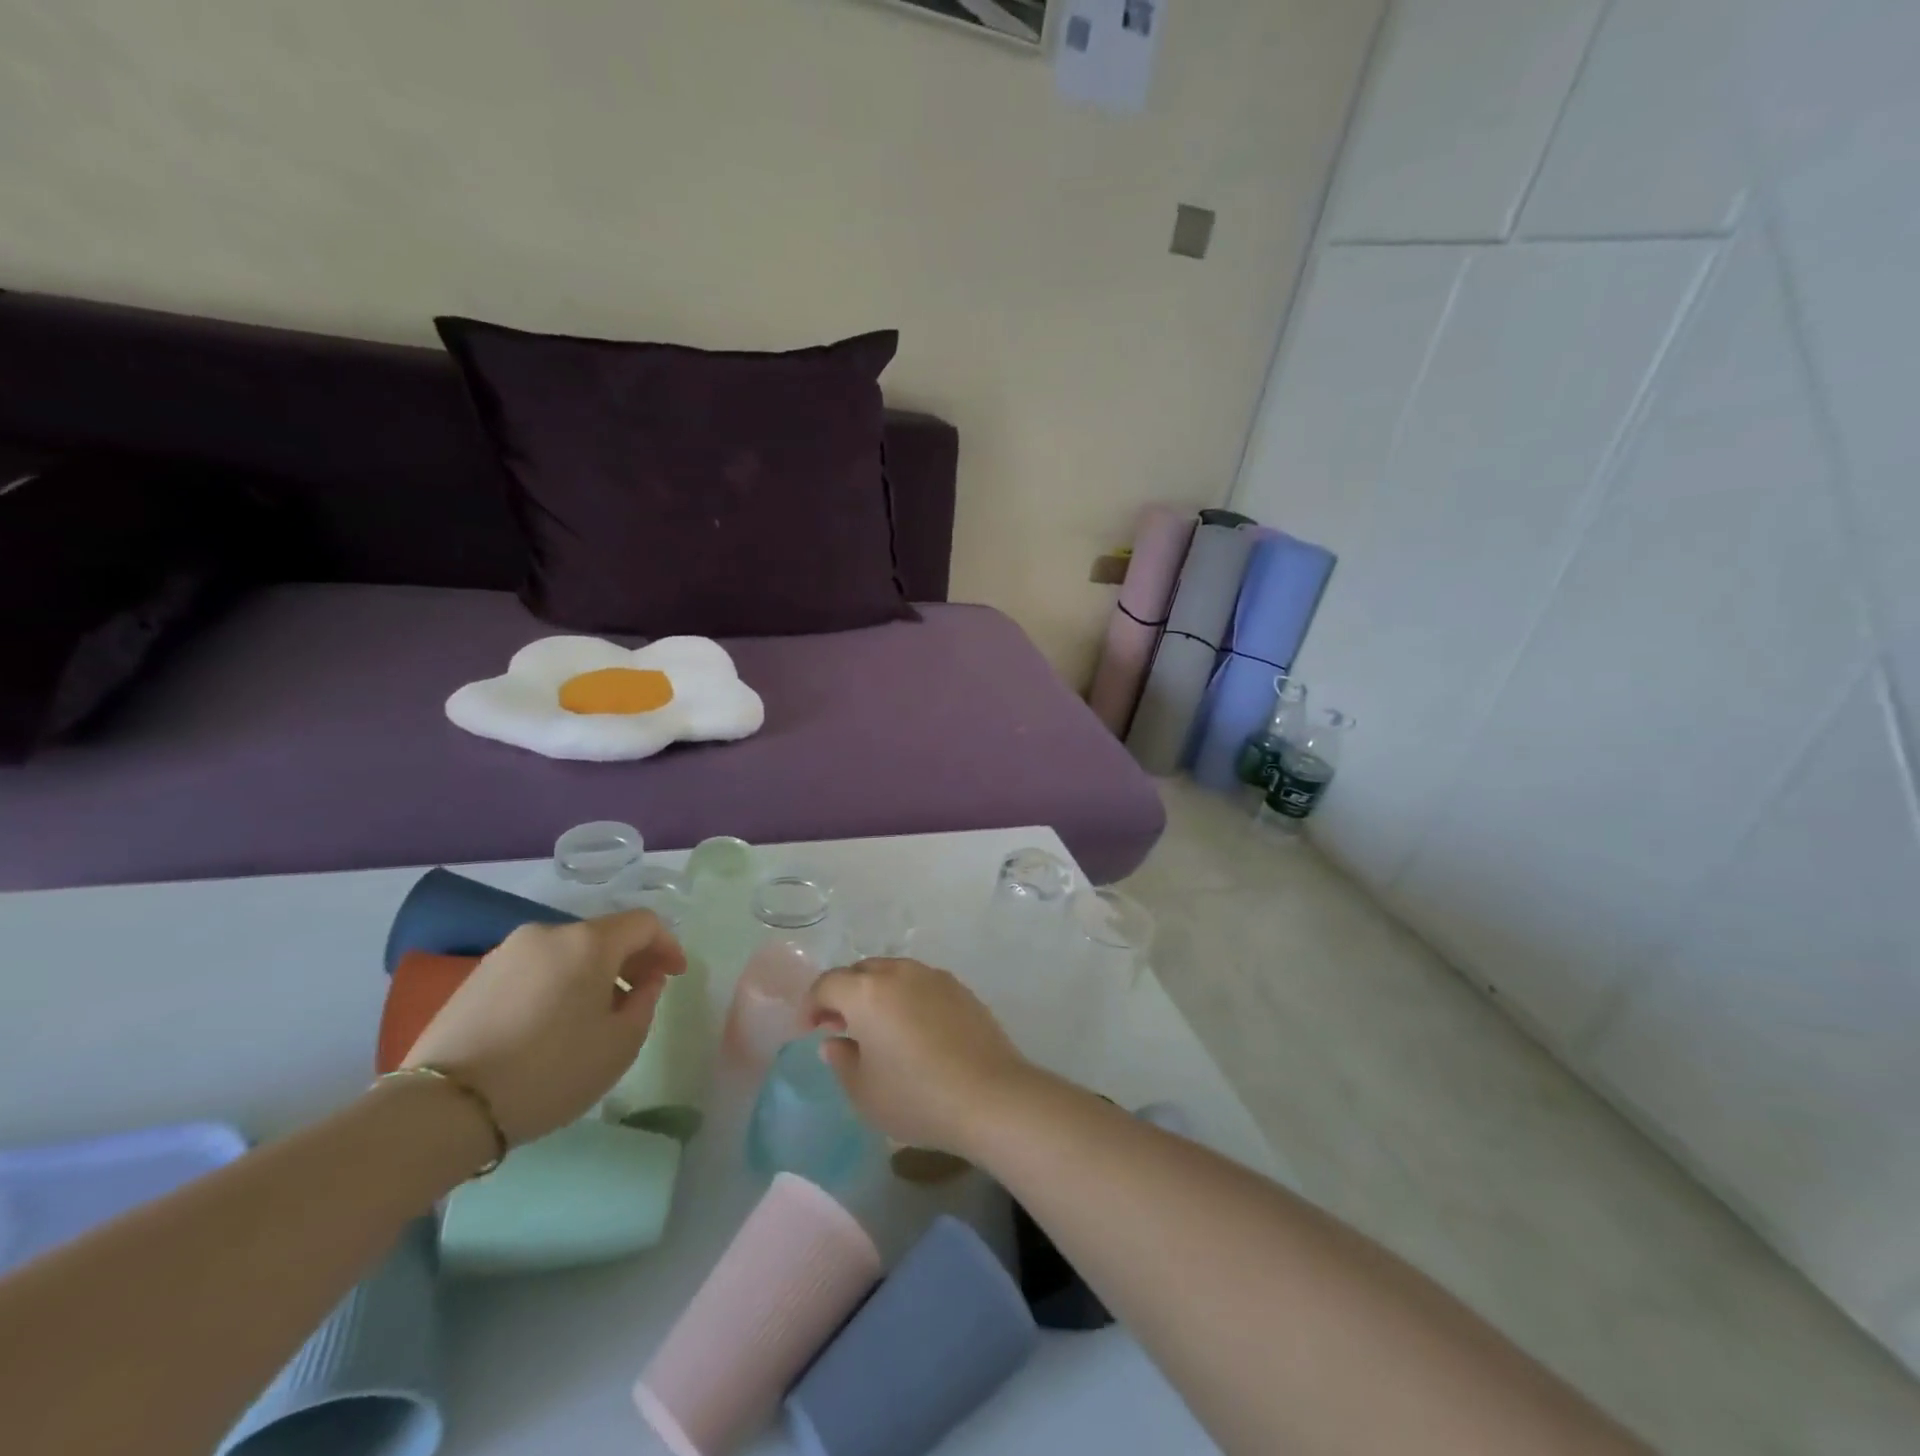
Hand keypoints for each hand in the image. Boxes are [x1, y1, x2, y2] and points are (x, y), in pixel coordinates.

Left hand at [403, 911, 684, 1145]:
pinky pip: (536, 968)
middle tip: (641, 994)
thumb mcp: (620, 1044)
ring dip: (593, 972)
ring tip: (596, 1013)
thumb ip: (645, 1002)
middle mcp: (548, 933)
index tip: (675, 976)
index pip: (644, 923)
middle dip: (630, 960)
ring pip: (568, 951)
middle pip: (604, 934)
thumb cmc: (550, 1072)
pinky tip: (554, 1021)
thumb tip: (644, 981)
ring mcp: (507, 952)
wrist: (443, 1108)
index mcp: (588, 942)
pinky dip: (558, 982)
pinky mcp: (477, 976)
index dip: (667, 945)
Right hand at [805, 958, 1036, 1153]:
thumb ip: (841, 1061)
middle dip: (844, 994)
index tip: (809, 1030)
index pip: (827, 984)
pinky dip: (906, 998)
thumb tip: (835, 1041)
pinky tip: (914, 1030)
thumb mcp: (864, 1092)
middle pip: (860, 971)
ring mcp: (933, 976)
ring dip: (877, 993)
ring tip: (878, 1029)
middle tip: (840, 1027)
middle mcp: (899, 972)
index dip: (811, 1005)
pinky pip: (920, 984)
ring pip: (893, 973)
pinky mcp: (960, 988)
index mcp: (867, 992)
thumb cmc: (916, 1097)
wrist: (990, 1096)